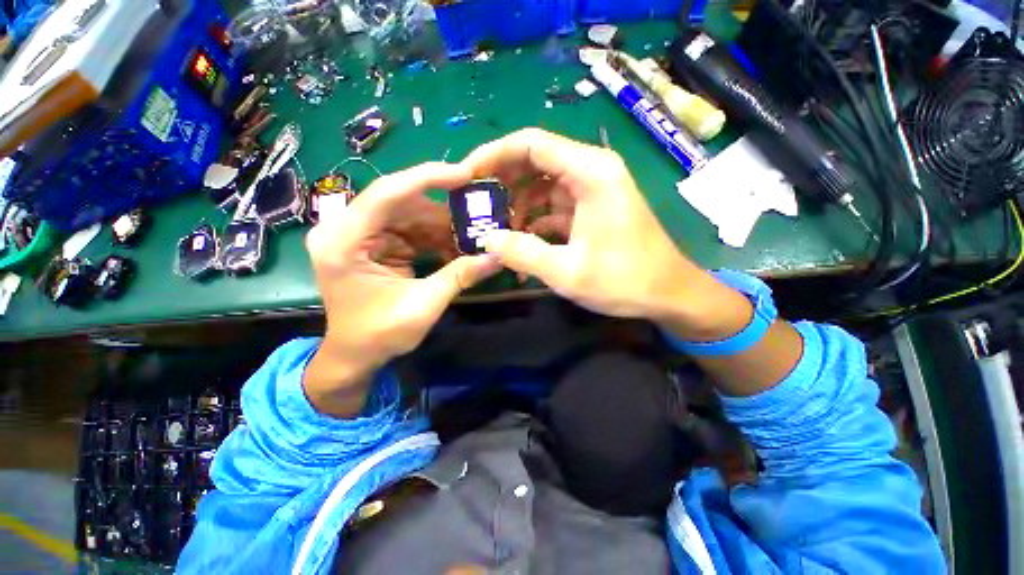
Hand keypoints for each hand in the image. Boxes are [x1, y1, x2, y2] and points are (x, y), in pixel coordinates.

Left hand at [304, 162, 501, 416]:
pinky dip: (433, 237)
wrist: (355, 356)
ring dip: (440, 225)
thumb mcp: (422, 306)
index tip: (465, 175)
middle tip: (477, 214)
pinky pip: (408, 229)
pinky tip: (454, 247)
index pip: (386, 193)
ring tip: (471, 236)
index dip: (428, 179)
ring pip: (408, 214)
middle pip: (400, 201)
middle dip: (442, 209)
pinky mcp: (373, 243)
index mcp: (343, 241)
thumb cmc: (378, 335)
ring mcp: (358, 234)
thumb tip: (498, 256)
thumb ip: (459, 276)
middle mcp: (345, 229)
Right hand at [462, 128, 746, 337]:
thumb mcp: (567, 272)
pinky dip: (534, 219)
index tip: (465, 175)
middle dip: (502, 181)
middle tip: (476, 205)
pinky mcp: (591, 208)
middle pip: (535, 160)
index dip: (493, 155)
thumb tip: (486, 240)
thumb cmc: (625, 280)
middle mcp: (592, 170)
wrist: (668, 294)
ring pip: (542, 183)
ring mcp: (592, 189)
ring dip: (517, 204)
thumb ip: (522, 253)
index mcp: (590, 172)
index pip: (531, 143)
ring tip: (495, 229)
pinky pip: (553, 204)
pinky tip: (520, 240)